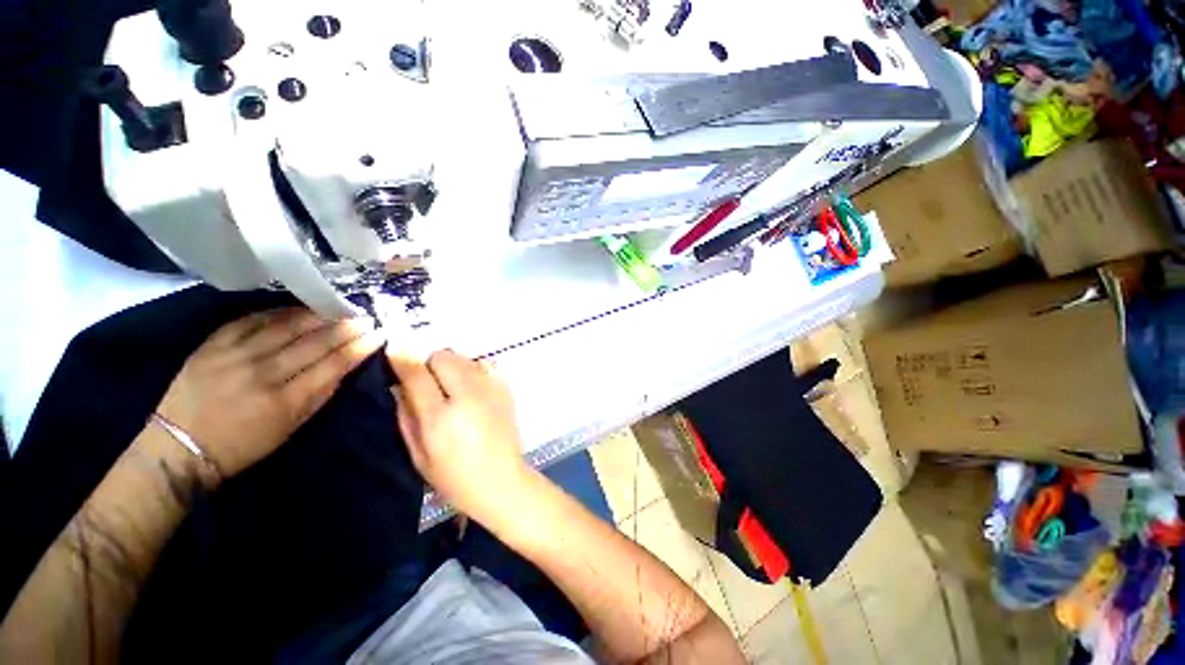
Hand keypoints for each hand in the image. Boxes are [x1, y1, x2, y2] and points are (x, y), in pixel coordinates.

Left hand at [155, 308, 383, 480]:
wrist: (177, 448)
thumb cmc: (242, 446)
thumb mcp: (290, 429)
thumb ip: (319, 397)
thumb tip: (343, 368)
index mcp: (285, 400)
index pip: (333, 365)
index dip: (359, 347)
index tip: (378, 333)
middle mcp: (262, 374)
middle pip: (313, 342)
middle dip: (345, 327)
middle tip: (364, 317)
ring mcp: (234, 356)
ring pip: (284, 326)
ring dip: (316, 315)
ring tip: (336, 307)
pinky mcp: (211, 346)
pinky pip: (249, 320)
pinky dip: (276, 312)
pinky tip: (295, 308)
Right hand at [387, 349, 530, 522]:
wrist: (501, 480)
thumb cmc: (453, 476)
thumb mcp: (418, 453)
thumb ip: (406, 414)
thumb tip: (398, 384)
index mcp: (441, 416)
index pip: (417, 372)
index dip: (402, 356)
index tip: (394, 349)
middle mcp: (469, 394)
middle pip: (443, 356)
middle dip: (428, 363)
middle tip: (426, 382)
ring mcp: (491, 388)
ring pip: (464, 357)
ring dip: (451, 365)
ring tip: (450, 388)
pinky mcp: (506, 388)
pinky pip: (484, 364)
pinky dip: (473, 369)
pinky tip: (471, 389)